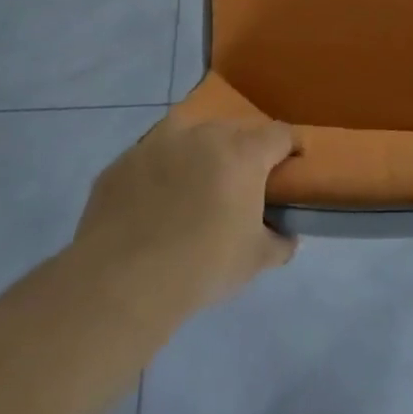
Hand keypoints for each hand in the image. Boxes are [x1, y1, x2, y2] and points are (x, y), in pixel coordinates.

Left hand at [71, 117, 297, 312]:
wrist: (121, 283)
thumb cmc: (202, 266)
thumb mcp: (256, 260)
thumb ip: (279, 242)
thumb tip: (285, 236)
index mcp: (242, 152)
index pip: (280, 134)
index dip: (290, 147)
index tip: (291, 166)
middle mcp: (201, 135)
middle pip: (233, 130)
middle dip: (242, 151)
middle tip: (240, 185)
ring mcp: (156, 144)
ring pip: (188, 136)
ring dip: (197, 154)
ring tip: (193, 188)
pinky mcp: (120, 163)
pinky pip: (149, 160)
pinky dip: (158, 175)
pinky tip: (151, 207)